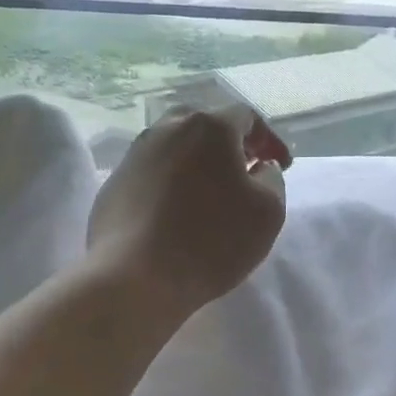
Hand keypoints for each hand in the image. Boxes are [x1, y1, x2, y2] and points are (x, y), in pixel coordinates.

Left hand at [87, 106, 290, 318]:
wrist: (133, 278)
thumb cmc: (211, 241)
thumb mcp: (268, 212)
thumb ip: (272, 179)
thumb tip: (260, 168)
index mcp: (209, 127)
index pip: (247, 117)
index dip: (269, 140)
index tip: (281, 165)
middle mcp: (167, 129)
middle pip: (206, 126)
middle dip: (230, 145)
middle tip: (245, 171)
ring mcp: (135, 154)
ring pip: (176, 148)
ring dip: (198, 163)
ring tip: (211, 193)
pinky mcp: (114, 183)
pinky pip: (153, 173)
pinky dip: (172, 184)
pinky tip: (177, 213)